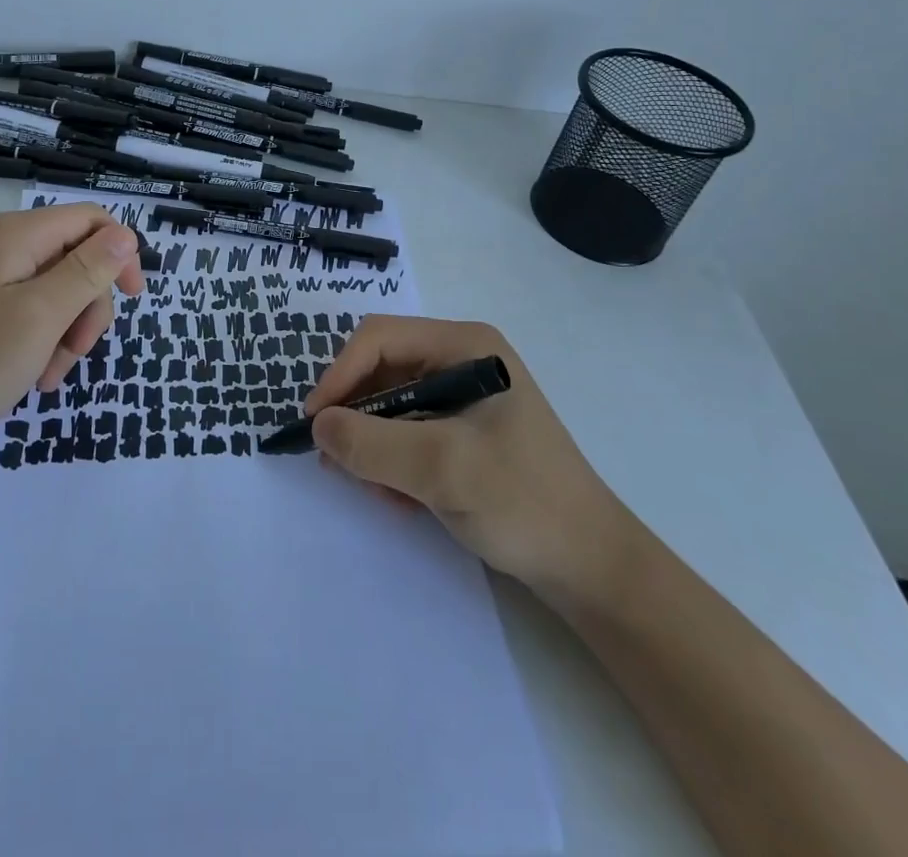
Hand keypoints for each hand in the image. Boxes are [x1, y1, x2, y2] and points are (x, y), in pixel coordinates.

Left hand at [0, 204, 144, 462]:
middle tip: (79, 350)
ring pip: (61, 290)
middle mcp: (6, 246)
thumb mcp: (42, 316)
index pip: (91, 219)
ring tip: (51, 373)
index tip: (133, 297)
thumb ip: (88, 271)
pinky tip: (37, 376)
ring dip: (69, 332)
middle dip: (89, 306)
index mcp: (18, 234)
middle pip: (78, 258)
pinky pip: (36, 312)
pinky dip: (46, 341)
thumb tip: (127, 235)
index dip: (120, 252)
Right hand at [306, 315, 635, 602]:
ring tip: (377, 491)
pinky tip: (401, 499)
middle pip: (381, 370)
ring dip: (372, 445)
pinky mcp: (462, 431)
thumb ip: (372, 443)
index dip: (340, 374)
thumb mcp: (442, 469)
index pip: (379, 339)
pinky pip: (406, 432)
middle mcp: (460, 360)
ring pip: (388, 405)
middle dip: (356, 416)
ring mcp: (462, 395)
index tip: (315, 423)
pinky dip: (392, 461)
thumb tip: (317, 425)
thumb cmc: (523, 502)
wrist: (592, 568)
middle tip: (338, 462)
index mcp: (464, 346)